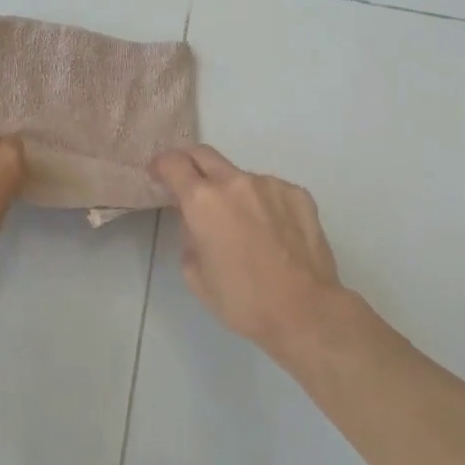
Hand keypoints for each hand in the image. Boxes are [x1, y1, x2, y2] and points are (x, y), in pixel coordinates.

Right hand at [150, 145, 347, 356]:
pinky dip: (262, 202)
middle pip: (204, 154)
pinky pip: (270, 190)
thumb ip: (188, 236)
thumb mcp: (194, 274)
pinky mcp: (297, 194)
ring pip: (240, 176)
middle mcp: (235, 182)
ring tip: (242, 224)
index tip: (159, 175)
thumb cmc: (241, 300)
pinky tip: (271, 232)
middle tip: (190, 187)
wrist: (304, 311)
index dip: (161, 165)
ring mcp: (270, 184)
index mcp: (202, 200)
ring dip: (232, 190)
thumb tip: (196, 222)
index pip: (173, 162)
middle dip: (190, 165)